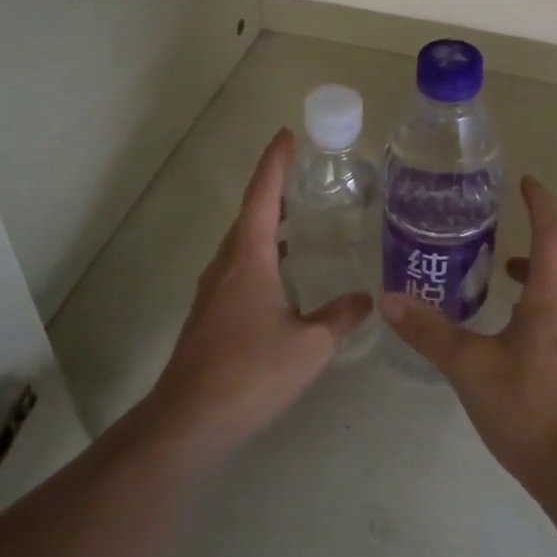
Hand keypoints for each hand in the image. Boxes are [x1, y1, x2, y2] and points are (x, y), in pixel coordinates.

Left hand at [144, 129, 372, 459]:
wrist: (189, 421)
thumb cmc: (250, 373)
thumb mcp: (309, 346)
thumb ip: (341, 317)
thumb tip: (368, 299)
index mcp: (249, 257)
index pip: (263, 195)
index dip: (275, 163)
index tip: (287, 135)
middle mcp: (227, 264)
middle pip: (251, 213)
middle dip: (275, 189)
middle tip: (305, 175)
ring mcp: (214, 289)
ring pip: (243, 242)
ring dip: (268, 222)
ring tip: (300, 217)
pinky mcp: (211, 313)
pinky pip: (239, 266)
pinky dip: (262, 253)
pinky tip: (283, 273)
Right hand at [381, 177, 556, 501]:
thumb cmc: (528, 411)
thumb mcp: (470, 368)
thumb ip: (430, 332)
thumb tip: (389, 298)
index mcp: (551, 302)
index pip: (551, 236)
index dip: (540, 204)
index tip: (527, 182)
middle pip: (552, 269)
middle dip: (523, 253)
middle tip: (487, 249)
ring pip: (553, 302)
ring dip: (527, 289)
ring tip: (493, 294)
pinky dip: (533, 319)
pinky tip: (507, 347)